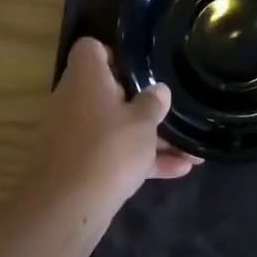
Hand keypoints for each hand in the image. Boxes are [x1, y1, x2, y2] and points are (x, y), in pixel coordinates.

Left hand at [31, 39, 199, 209]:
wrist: (67, 208)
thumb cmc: (108, 148)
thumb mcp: (143, 122)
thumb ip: (154, 103)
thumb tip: (158, 90)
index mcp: (85, 77)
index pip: (91, 49)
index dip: (115, 54)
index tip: (141, 69)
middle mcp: (73, 100)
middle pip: (107, 91)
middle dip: (140, 103)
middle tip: (169, 110)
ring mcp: (72, 134)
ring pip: (113, 126)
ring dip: (148, 137)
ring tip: (189, 149)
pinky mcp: (76, 165)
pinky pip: (111, 153)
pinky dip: (138, 160)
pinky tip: (178, 171)